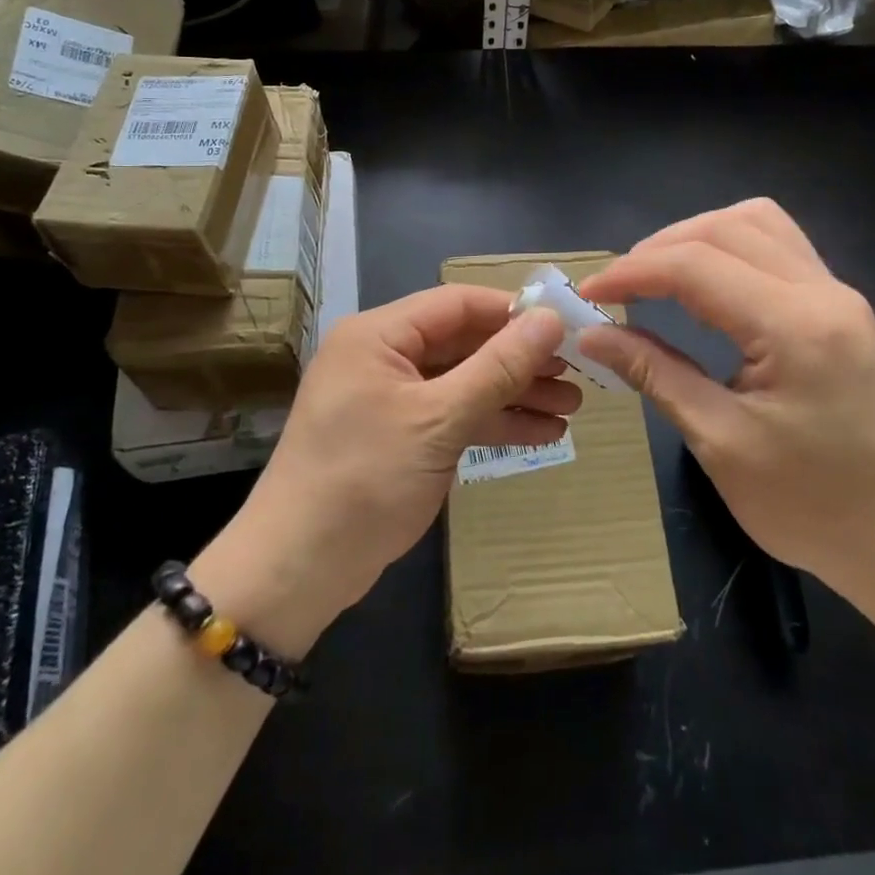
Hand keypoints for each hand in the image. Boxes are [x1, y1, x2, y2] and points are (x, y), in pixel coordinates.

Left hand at [215, 287, 574, 650]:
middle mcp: (384, 356)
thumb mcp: (438, 420)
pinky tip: (542, 434)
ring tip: (571, 408)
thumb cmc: (364, 480)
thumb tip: (549, 319)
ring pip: (464, 381)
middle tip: (577, 373)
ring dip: (514, 394)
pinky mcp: (400, 435)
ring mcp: (392, 398)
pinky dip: (493, 423)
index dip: (513, 312)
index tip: (566, 326)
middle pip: (465, 343)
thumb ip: (497, 367)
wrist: (297, 571)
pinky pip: (454, 415)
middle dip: (520, 360)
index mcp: (379, 335)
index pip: (457, 304)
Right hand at [576, 200, 874, 599]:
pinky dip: (731, 249)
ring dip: (698, 238)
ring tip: (658, 276)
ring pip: (757, 222)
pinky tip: (708, 283)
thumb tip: (592, 334)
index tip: (587, 295)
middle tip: (618, 288)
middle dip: (660, 248)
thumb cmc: (814, 508)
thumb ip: (655, 374)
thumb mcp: (721, 443)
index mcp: (795, 326)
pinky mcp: (842, 308)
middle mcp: (823, 291)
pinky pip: (779, 246)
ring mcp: (839, 294)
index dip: (632, 272)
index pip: (696, 265)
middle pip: (725, 228)